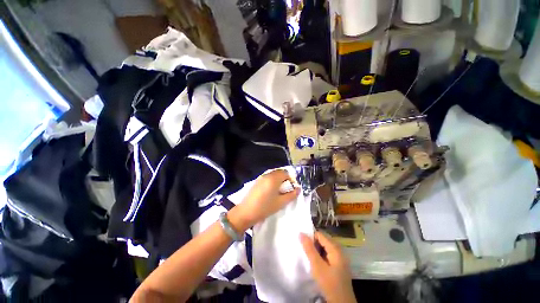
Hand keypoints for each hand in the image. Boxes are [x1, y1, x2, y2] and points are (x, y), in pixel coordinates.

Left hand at [229, 170, 299, 231]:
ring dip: (278, 180)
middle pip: (279, 172)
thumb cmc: (265, 208)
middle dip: (285, 179)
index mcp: (274, 178)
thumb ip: (291, 195)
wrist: (246, 212)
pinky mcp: (257, 181)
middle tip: (286, 190)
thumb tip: (298, 189)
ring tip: (279, 191)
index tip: (292, 188)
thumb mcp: (281, 202)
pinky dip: (272, 181)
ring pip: (273, 174)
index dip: (291, 179)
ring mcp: (261, 178)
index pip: (286, 173)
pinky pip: (268, 177)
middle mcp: (267, 175)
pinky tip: (271, 191)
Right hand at [300, 232, 355, 302]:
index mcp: (335, 248)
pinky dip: (321, 255)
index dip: (311, 237)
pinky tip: (317, 263)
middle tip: (307, 253)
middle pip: (323, 240)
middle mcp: (339, 250)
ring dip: (317, 250)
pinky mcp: (339, 264)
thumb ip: (309, 249)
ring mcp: (340, 257)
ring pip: (325, 247)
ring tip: (311, 258)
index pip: (320, 234)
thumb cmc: (329, 284)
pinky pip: (328, 254)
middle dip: (314, 244)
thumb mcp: (317, 266)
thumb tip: (301, 233)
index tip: (304, 245)